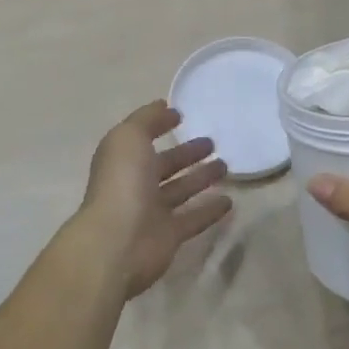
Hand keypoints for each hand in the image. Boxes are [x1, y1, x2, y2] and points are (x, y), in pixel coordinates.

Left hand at [77, 100, 231, 298]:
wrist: (118, 242)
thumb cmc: (122, 183)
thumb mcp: (129, 137)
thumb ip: (147, 119)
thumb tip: (165, 107)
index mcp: (123, 160)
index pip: (142, 139)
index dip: (158, 126)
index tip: (182, 116)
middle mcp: (135, 184)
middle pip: (165, 165)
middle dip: (187, 153)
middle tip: (213, 143)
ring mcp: (152, 212)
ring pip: (181, 190)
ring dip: (201, 178)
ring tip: (226, 166)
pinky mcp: (169, 236)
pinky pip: (193, 219)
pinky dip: (210, 210)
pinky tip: (229, 202)